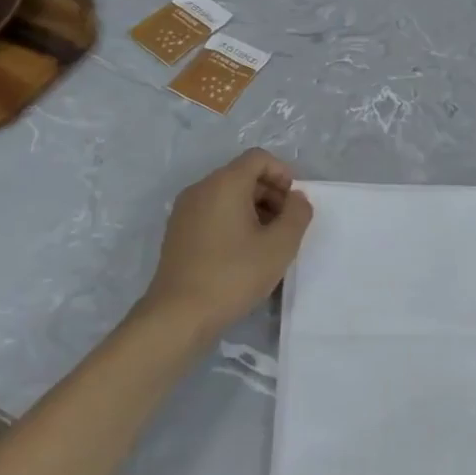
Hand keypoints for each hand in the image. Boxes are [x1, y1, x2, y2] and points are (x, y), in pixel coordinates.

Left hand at [141, 149, 312, 335]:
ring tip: (267, 242)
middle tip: (286, 225)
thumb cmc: (233, 275)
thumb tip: (297, 199)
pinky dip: (233, 221)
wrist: (178, 316)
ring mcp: (184, 211)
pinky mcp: (177, 232)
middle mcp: (201, 189)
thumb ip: (298, 214)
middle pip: (243, 175)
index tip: (294, 204)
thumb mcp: (280, 245)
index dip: (283, 174)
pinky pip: (212, 212)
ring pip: (227, 195)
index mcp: (224, 183)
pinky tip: (243, 253)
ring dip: (253, 209)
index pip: (259, 158)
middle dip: (270, 193)